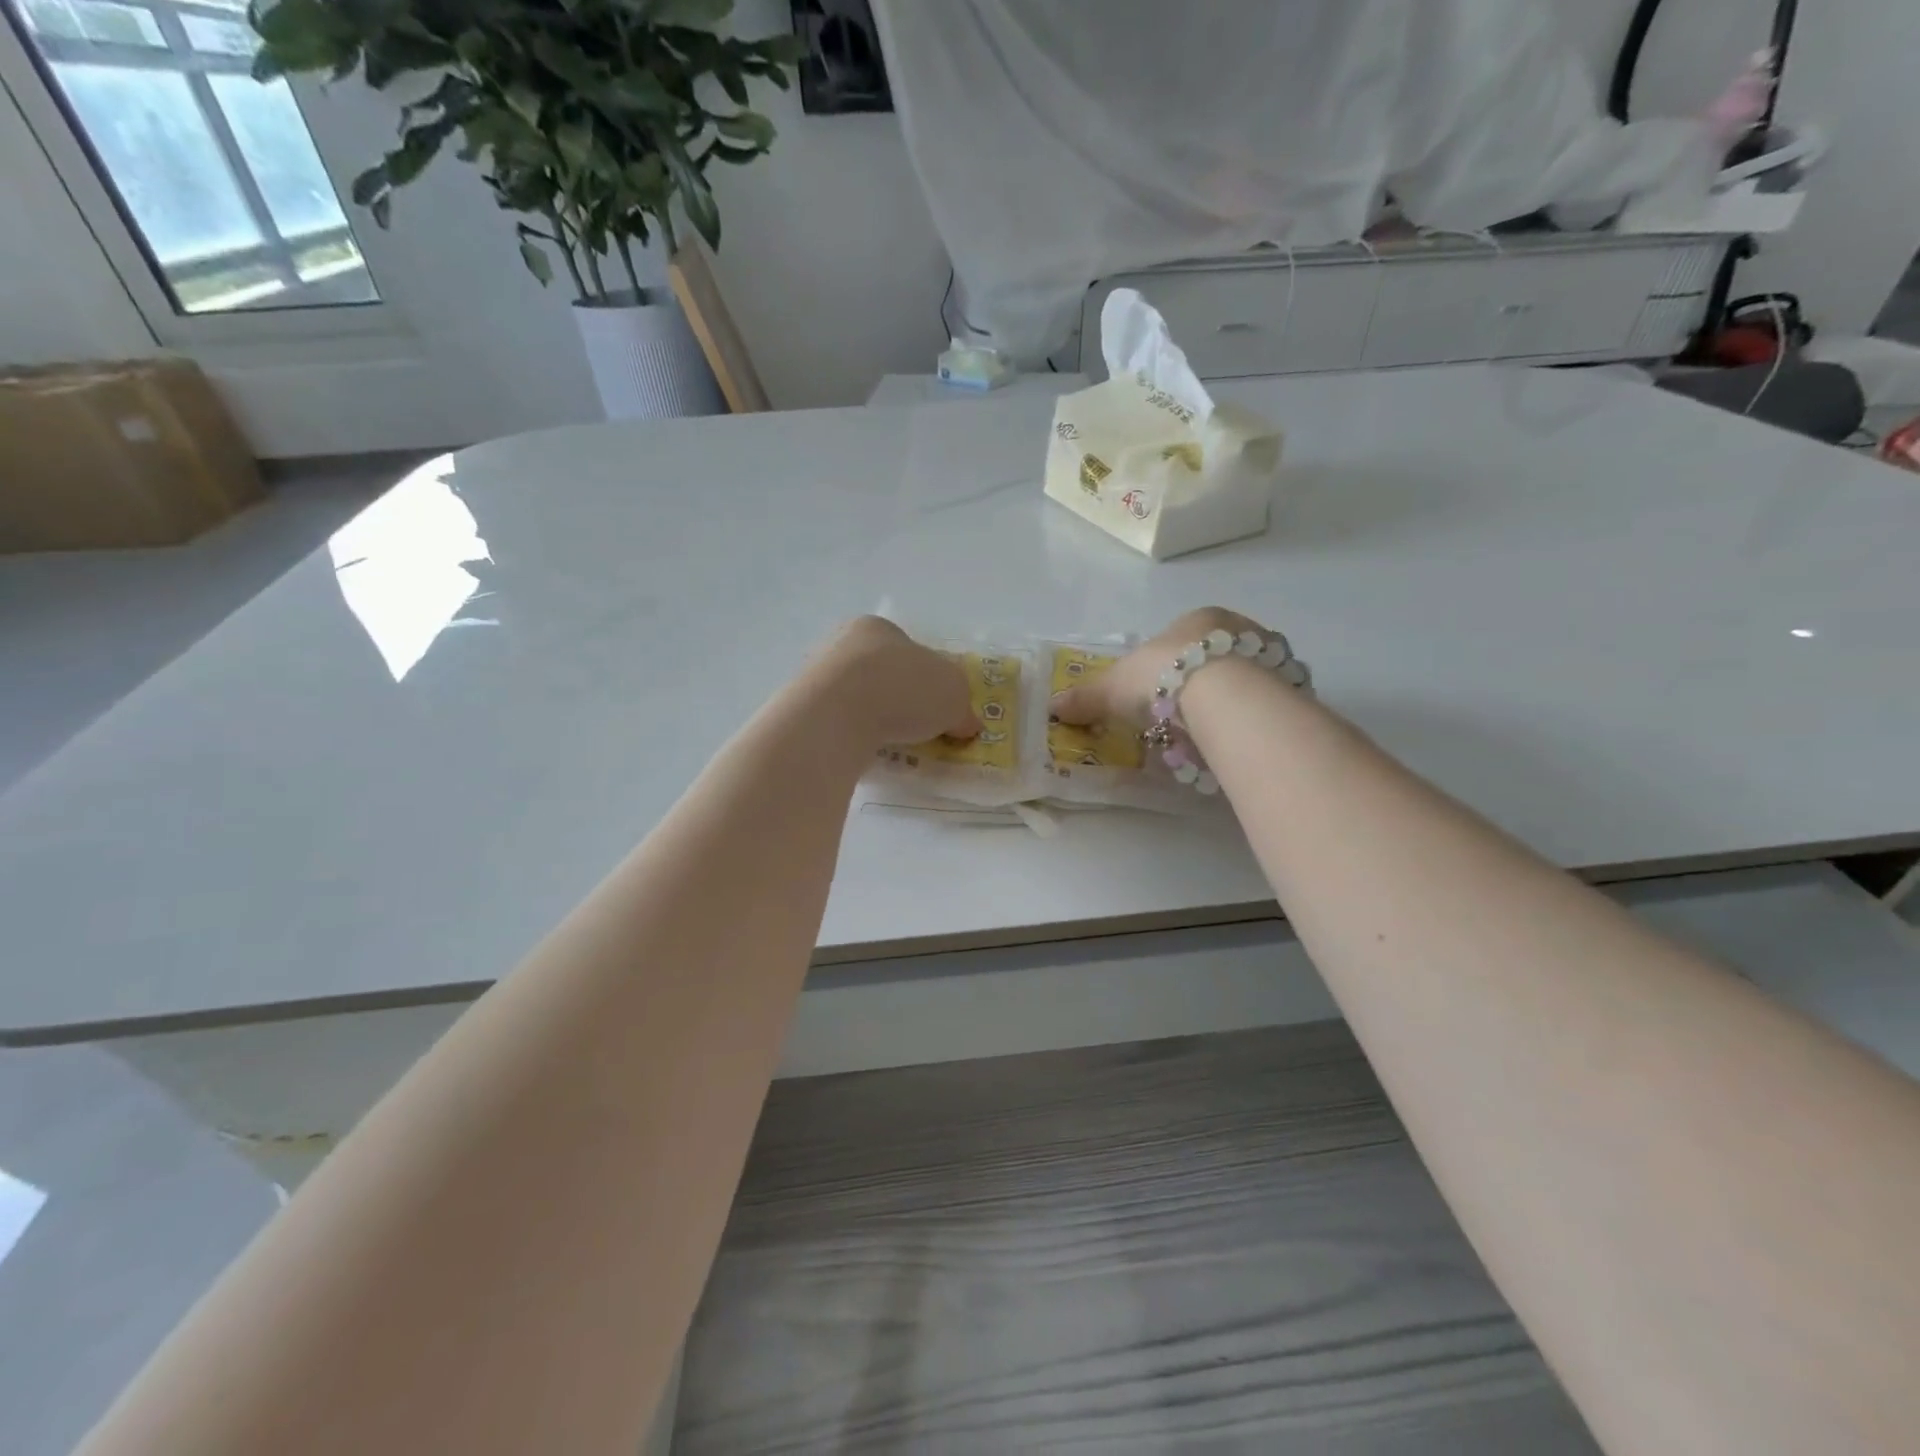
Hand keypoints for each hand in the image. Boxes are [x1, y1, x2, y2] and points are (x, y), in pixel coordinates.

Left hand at [814, 617, 979, 747]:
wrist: (836, 714)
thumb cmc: (902, 687)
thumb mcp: (953, 695)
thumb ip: (962, 708)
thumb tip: (967, 724)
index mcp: (878, 628)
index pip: (909, 650)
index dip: (928, 678)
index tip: (936, 707)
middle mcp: (843, 644)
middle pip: (881, 673)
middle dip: (899, 699)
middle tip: (917, 728)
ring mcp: (816, 675)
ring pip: (856, 698)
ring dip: (873, 718)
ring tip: (892, 746)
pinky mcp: (801, 708)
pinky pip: (836, 722)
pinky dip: (852, 735)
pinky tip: (864, 751)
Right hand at [1049, 607, 1268, 729]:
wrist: (1223, 697)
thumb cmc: (1163, 677)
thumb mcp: (1114, 688)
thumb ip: (1087, 697)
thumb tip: (1052, 706)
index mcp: (1200, 618)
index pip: (1183, 640)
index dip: (1168, 667)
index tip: (1159, 696)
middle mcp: (1242, 628)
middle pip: (1218, 658)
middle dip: (1202, 684)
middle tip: (1185, 717)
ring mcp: (1273, 657)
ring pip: (1248, 680)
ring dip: (1232, 701)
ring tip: (1212, 733)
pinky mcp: (1293, 687)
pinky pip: (1269, 703)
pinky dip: (1253, 718)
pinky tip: (1239, 737)